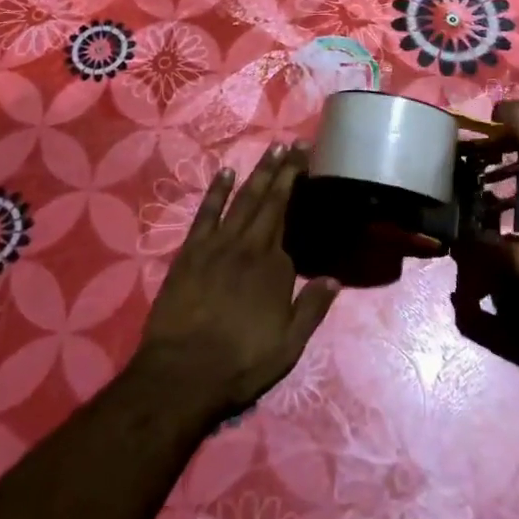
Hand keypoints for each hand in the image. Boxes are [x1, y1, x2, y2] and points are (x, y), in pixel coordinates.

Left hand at [137, 144, 339, 419]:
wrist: (182, 374)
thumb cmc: (240, 364)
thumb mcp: (288, 346)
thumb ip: (312, 309)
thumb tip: (335, 279)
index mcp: (275, 267)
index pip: (291, 220)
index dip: (300, 191)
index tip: (308, 166)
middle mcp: (250, 246)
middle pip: (270, 201)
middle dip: (285, 170)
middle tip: (297, 144)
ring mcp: (218, 245)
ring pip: (243, 199)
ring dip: (258, 173)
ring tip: (272, 150)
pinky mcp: (190, 251)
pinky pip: (206, 213)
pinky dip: (216, 191)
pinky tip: (225, 173)